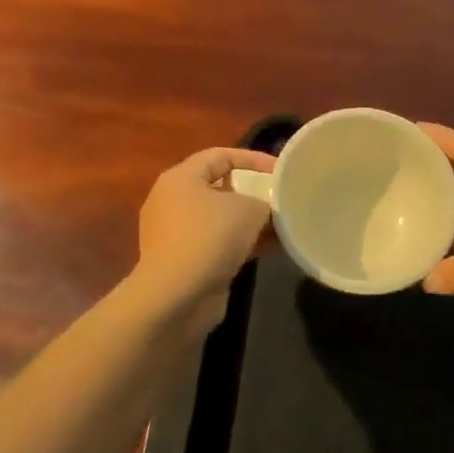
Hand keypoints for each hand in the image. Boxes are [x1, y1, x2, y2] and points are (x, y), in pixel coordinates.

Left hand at [134, 146, 275, 331]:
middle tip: (279, 199)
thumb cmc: (210, 238)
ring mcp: (175, 233)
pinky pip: (216, 243)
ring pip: (219, 219)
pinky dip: (240, 244)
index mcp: (181, 178)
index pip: (220, 155)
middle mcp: (173, 201)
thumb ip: (264, 202)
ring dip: (249, 223)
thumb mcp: (249, 210)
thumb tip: (266, 209)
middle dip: (252, 193)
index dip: (253, 158)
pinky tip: (268, 251)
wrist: (176, 296)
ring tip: (281, 227)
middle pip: (219, 187)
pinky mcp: (183, 260)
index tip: (281, 170)